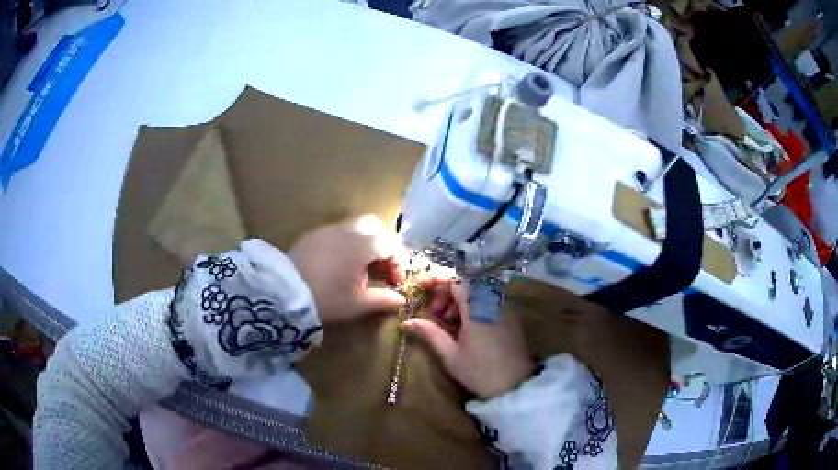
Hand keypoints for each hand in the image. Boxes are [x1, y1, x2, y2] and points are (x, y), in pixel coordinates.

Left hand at [289, 214, 407, 322]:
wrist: (284, 293)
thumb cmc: (326, 298)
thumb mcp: (357, 304)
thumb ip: (382, 299)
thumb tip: (400, 300)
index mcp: (363, 244)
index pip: (391, 244)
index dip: (399, 263)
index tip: (397, 283)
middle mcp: (348, 230)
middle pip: (375, 227)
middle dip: (384, 245)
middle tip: (382, 268)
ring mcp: (328, 230)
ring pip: (355, 228)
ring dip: (365, 244)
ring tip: (361, 269)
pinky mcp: (312, 235)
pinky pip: (337, 234)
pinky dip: (347, 245)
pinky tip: (340, 265)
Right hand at [404, 272, 533, 398]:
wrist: (515, 385)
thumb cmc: (480, 371)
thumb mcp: (450, 355)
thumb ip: (430, 333)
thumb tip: (408, 322)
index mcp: (477, 307)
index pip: (454, 279)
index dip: (434, 279)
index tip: (418, 287)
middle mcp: (492, 300)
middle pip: (465, 282)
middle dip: (445, 291)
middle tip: (433, 313)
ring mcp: (503, 307)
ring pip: (476, 290)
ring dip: (457, 299)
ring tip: (445, 320)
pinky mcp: (509, 315)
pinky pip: (487, 299)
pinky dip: (471, 305)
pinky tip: (463, 325)